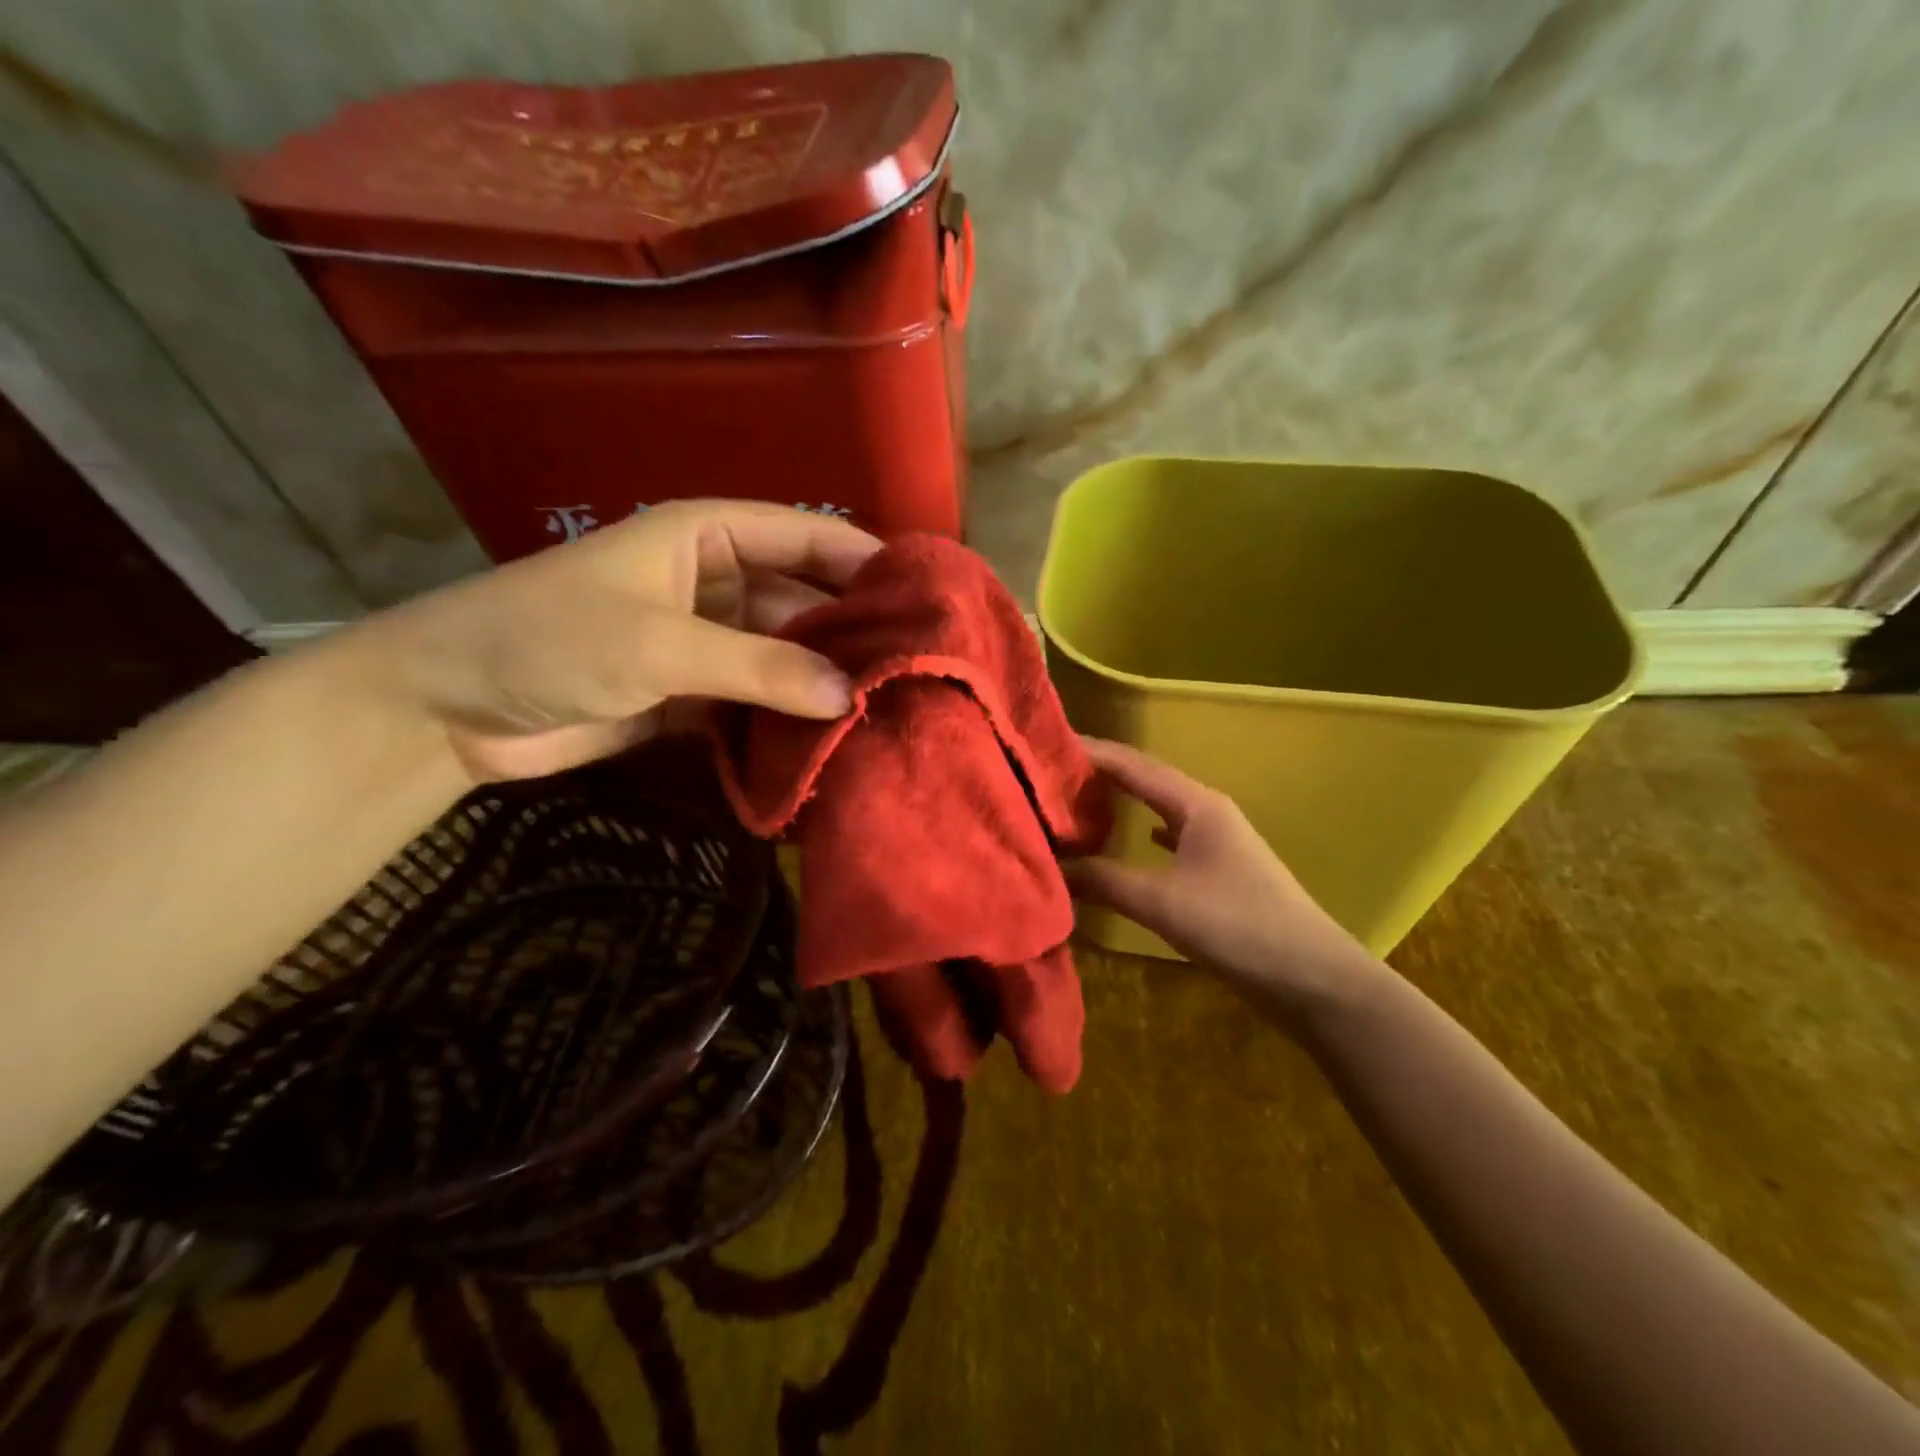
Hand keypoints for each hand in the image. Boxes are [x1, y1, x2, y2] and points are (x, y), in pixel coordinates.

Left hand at [354, 500, 880, 781]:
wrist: (448, 709)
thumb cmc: (550, 640)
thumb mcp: (662, 644)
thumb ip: (761, 666)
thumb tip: (851, 695)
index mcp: (706, 536)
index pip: (805, 535)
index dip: (864, 558)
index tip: (926, 593)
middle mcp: (714, 581)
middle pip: (802, 598)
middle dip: (853, 628)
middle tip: (920, 664)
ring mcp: (705, 641)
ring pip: (784, 654)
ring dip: (825, 679)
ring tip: (891, 706)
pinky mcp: (692, 694)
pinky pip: (756, 699)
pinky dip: (789, 717)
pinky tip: (835, 738)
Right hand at [1066, 739, 1372, 1025]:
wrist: (1313, 978)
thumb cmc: (1238, 927)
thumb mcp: (1162, 902)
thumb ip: (1104, 881)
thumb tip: (1052, 866)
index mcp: (1196, 805)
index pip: (1132, 765)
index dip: (1090, 753)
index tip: (1046, 745)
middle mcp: (1206, 812)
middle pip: (1145, 780)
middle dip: (1101, 773)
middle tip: (1051, 773)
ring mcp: (1217, 841)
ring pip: (1160, 808)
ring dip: (1122, 801)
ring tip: (1079, 800)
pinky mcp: (1220, 871)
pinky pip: (1173, 837)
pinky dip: (1144, 833)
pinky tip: (1133, 838)